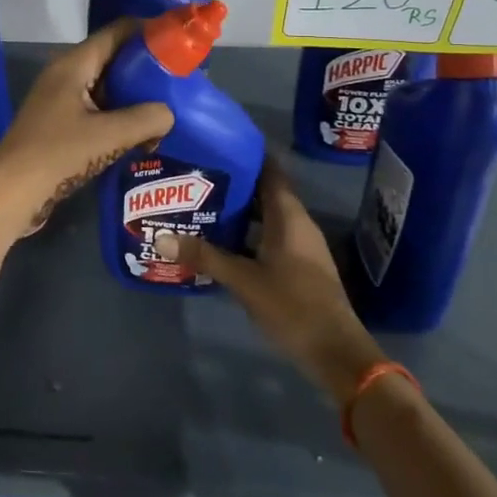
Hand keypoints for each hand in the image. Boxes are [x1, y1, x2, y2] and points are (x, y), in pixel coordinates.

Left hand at [0, 20, 173, 239]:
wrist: (9, 193)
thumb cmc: (57, 154)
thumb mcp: (108, 135)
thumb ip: (146, 119)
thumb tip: (169, 114)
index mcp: (73, 65)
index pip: (116, 32)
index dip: (148, 31)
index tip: (179, 40)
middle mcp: (66, 76)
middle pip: (113, 59)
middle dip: (146, 67)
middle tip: (180, 78)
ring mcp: (61, 102)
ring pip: (107, 88)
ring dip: (135, 97)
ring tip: (169, 108)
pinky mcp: (60, 126)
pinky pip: (98, 112)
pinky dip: (120, 118)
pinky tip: (142, 135)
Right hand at [154, 161, 384, 402]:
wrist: (336, 352)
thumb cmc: (292, 306)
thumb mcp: (243, 280)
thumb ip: (204, 256)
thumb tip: (161, 236)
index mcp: (289, 216)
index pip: (269, 170)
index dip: (246, 154)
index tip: (216, 143)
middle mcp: (297, 223)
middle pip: (264, 192)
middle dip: (234, 183)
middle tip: (196, 175)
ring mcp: (300, 246)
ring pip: (265, 216)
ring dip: (239, 210)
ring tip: (200, 203)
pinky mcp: (298, 266)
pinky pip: (268, 236)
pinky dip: (246, 233)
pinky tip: (220, 241)